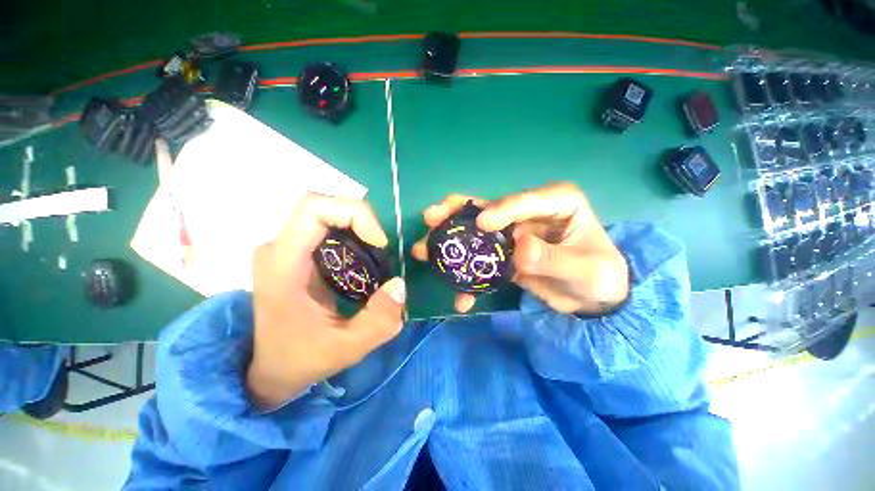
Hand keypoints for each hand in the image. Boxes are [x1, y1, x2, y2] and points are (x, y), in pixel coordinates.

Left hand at [247, 193, 405, 409]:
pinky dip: (351, 233)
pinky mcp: (294, 252)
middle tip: (381, 248)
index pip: (314, 208)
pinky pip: (326, 226)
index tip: (379, 243)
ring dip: (357, 226)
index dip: (355, 214)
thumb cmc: (303, 359)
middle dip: (361, 219)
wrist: (272, 369)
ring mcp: (284, 247)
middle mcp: (278, 247)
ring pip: (326, 213)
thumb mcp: (348, 347)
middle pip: (322, 205)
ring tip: (374, 255)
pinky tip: (362, 258)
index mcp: (283, 264)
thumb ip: (380, 320)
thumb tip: (400, 284)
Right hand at [412, 183, 628, 314]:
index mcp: (556, 202)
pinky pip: (480, 261)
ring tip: (424, 250)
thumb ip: (552, 259)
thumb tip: (518, 250)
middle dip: (456, 213)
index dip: (501, 210)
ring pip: (475, 232)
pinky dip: (469, 276)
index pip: (524, 200)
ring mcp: (511, 233)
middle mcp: (527, 212)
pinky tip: (459, 295)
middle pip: (487, 208)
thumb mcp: (585, 269)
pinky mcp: (503, 254)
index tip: (481, 225)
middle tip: (431, 218)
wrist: (593, 298)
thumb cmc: (599, 275)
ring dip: (450, 242)